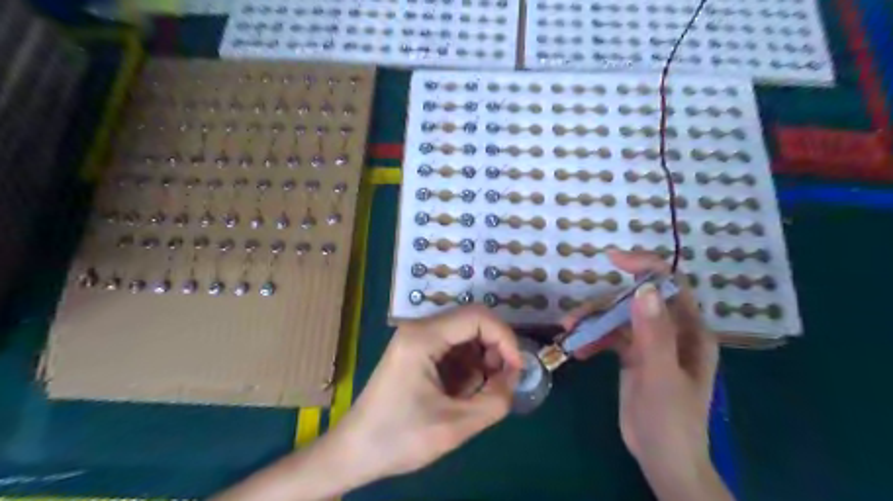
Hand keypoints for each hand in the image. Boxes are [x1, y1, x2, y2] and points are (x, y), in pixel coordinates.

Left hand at [338, 305, 525, 481]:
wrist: (354, 451)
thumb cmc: (399, 438)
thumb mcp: (455, 426)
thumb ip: (495, 400)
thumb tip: (514, 377)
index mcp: (423, 337)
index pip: (478, 317)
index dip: (505, 338)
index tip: (517, 369)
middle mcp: (419, 329)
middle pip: (472, 323)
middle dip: (494, 351)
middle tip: (500, 383)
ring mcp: (416, 339)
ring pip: (464, 337)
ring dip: (481, 361)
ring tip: (477, 394)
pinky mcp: (416, 352)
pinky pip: (453, 349)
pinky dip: (467, 368)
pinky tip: (461, 394)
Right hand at [565, 251, 715, 480]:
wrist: (663, 460)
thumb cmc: (671, 420)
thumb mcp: (661, 376)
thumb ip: (653, 333)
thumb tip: (644, 288)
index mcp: (689, 331)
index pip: (670, 285)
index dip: (645, 267)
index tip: (613, 260)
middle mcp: (671, 331)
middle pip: (635, 301)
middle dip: (604, 305)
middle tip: (575, 318)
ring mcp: (651, 343)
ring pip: (618, 318)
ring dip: (593, 322)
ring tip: (569, 332)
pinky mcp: (633, 356)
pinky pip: (610, 337)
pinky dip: (593, 339)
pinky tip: (578, 351)